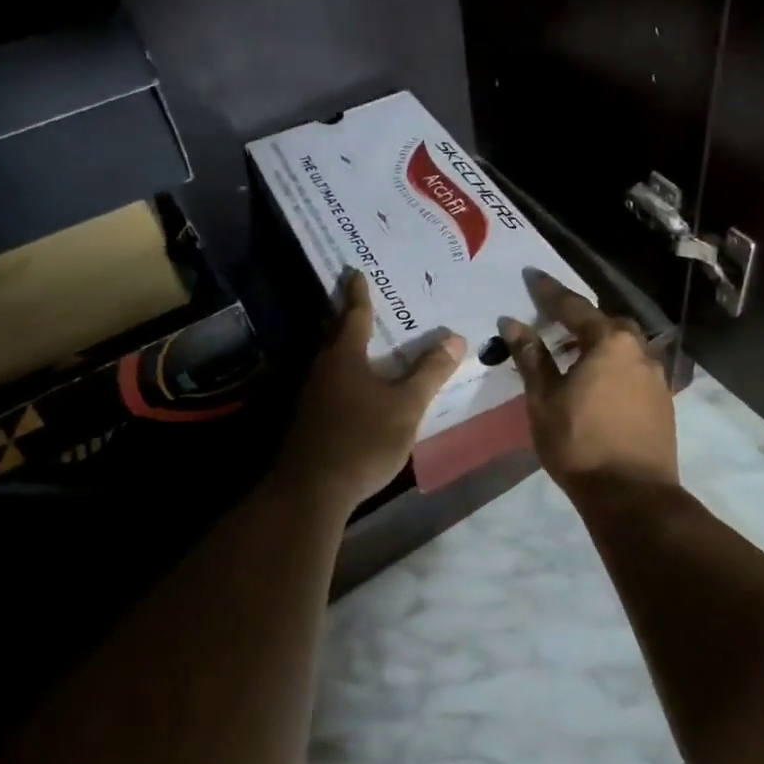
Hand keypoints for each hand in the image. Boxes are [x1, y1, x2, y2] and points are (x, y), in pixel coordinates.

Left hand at [276, 271, 465, 511]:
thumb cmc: (362, 440)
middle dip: (346, 315)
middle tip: (358, 298)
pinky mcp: (307, 420)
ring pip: (330, 360)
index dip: (358, 294)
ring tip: (365, 341)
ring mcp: (310, 396)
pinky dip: (343, 374)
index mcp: (344, 357)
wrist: (310, 491)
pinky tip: (356, 388)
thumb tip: (456, 339)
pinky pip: (329, 383)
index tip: (356, 272)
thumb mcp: (406, 406)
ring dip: (344, 346)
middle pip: (334, 334)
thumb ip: (430, 373)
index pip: (354, 315)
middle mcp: (322, 369)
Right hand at [500, 271, 677, 495]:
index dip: (549, 291)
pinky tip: (599, 383)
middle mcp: (638, 350)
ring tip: (575, 355)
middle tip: (555, 323)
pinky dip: (614, 366)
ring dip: (599, 343)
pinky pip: (633, 369)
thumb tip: (513, 322)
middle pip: (606, 323)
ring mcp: (656, 376)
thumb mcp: (544, 399)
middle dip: (581, 318)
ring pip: (624, 346)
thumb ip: (531, 356)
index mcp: (609, 342)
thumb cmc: (580, 443)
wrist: (632, 495)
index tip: (531, 275)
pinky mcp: (663, 401)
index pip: (573, 306)